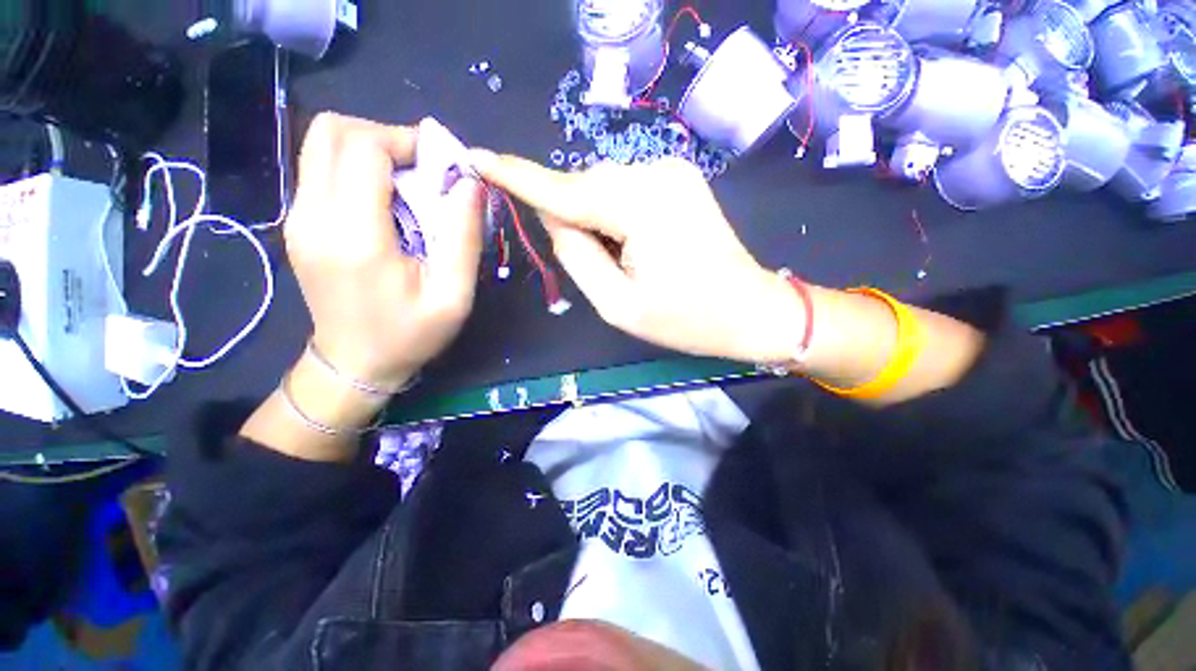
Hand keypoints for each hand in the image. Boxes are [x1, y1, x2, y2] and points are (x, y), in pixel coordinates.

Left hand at [285, 113, 484, 388]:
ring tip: (408, 185)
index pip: (364, 146)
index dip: (406, 141)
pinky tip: (387, 203)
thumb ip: (462, 236)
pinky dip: (357, 169)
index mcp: (354, 235)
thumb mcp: (453, 294)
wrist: (354, 364)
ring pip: (321, 144)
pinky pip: (322, 169)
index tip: (441, 167)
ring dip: (370, 150)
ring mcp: (297, 217)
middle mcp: (313, 215)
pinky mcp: (298, 223)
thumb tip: (468, 183)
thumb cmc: (410, 334)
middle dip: (385, 136)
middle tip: (423, 170)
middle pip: (332, 131)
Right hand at [469, 152, 804, 363]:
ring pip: (603, 190)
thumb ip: (577, 256)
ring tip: (626, 262)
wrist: (750, 309)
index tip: (478, 158)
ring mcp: (671, 171)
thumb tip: (555, 217)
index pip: (563, 189)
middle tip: (602, 268)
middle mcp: (655, 172)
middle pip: (584, 189)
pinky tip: (637, 246)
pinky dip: (616, 216)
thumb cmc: (686, 318)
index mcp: (640, 205)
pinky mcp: (678, 179)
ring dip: (597, 223)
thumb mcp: (618, 304)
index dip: (518, 176)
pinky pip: (625, 191)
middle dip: (575, 223)